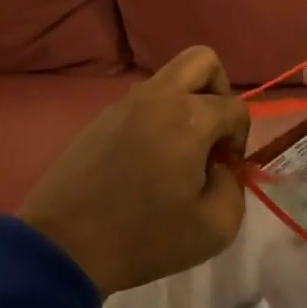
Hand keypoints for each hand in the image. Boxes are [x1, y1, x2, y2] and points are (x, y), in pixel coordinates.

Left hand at [21, 46, 251, 294]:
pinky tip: (147, 161)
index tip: (226, 169)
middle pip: (202, 60)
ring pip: (169, 79)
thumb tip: (220, 166)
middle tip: (212, 133)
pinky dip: (156, 118)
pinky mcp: (99, 118)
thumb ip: (233, 186)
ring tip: (179, 153)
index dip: (240, 138)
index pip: (235, 107)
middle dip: (219, 91)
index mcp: (189, 117)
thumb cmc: (145, 238)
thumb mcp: (215, 227)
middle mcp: (158, 97)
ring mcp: (123, 104)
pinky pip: (141, 102)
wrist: (66, 247)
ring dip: (185, 104)